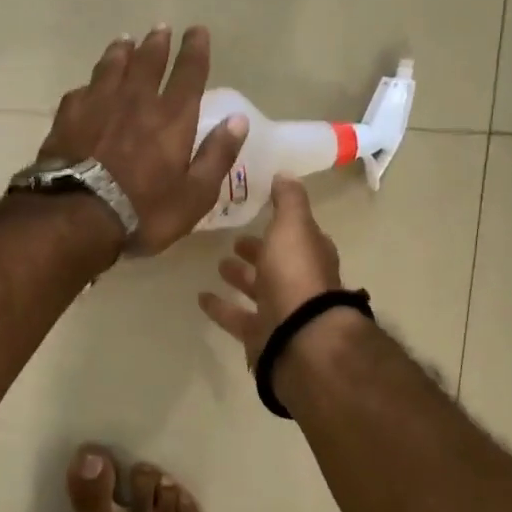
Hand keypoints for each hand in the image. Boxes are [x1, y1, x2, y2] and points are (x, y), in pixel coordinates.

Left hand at [37, 25, 249, 253]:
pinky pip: (82, 91)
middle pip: (148, 62)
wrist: (77, 216)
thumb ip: (217, 155)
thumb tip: (238, 121)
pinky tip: (88, 85)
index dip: (195, 51)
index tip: (198, 31)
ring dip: (121, 52)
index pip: (189, 74)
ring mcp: (98, 105)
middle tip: (160, 28)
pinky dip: (90, 84)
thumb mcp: (195, 194)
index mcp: (172, 118)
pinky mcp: (68, 118)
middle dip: (157, 43)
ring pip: (112, 68)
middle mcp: (136, 101)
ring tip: (125, 41)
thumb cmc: (145, 211)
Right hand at [197, 176, 345, 365]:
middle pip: (277, 263)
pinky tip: (201, 297)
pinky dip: (221, 308)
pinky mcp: (260, 335)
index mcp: (310, 255)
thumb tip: (285, 174)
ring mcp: (281, 311)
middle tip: (234, 240)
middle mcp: (299, 282)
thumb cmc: (296, 275)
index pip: (298, 235)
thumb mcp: (292, 226)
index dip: (282, 224)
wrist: (298, 337)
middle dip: (258, 251)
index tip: (261, 210)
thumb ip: (288, 201)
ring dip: (240, 277)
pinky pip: (237, 318)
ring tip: (218, 264)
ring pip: (258, 290)